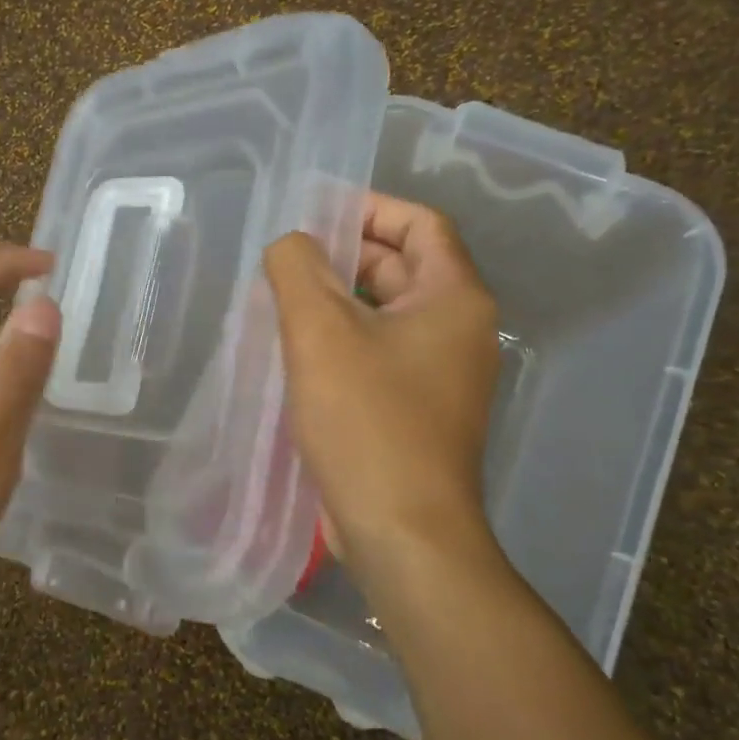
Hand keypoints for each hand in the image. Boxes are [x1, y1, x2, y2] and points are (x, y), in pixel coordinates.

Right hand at [264, 193, 501, 582]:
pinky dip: (343, 342)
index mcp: (454, 299)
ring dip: (337, 302)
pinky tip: (297, 353)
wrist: (402, 530)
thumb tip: (291, 245)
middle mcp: (458, 331)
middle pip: (402, 268)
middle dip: (344, 257)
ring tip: (280, 302)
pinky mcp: (417, 410)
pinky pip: (379, 355)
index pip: (419, 224)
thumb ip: (297, 269)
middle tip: (285, 261)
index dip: (368, 209)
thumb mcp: (320, 333)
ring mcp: (440, 375)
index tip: (314, 213)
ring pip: (385, 315)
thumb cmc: (367, 421)